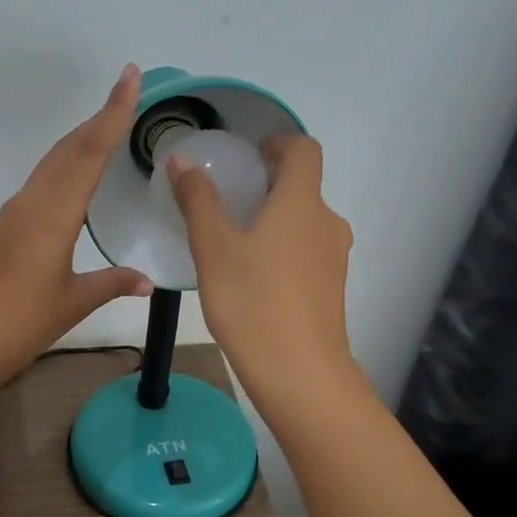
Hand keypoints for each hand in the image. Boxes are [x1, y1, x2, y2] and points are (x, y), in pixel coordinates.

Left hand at [0, 65, 153, 390]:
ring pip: (50, 165)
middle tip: (126, 95)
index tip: (129, 76)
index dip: (112, 113)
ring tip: (105, 130)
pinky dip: (62, 169)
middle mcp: (30, 204)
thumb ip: (111, 284)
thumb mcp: (72, 304)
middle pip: (67, 150)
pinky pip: (39, 186)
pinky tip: (72, 182)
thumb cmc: (18, 324)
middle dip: (97, 120)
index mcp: (52, 215)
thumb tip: (148, 282)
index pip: (88, 153)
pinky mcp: (1, 231)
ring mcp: (11, 216)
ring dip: (78, 142)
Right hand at [168, 134, 358, 410]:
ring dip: (277, 218)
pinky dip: (285, 248)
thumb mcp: (213, 248)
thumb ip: (197, 200)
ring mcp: (334, 258)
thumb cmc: (252, 301)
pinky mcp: (332, 289)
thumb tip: (181, 159)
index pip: (304, 150)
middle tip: (231, 198)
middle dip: (270, 184)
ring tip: (237, 239)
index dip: (279, 143)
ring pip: (306, 222)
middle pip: (305, 187)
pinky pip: (308, 252)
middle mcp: (327, 222)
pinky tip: (254, 276)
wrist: (299, 372)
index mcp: (302, 202)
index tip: (250, 155)